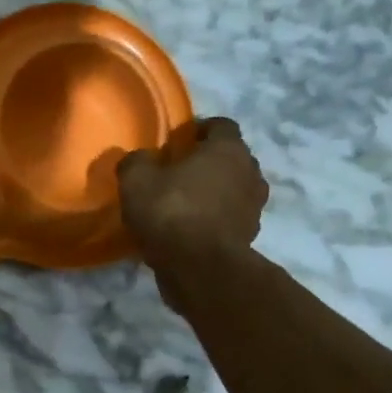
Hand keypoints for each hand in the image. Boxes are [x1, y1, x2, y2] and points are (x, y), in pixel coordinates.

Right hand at [117, 117, 268, 264]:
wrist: (200, 268)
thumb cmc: (171, 212)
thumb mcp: (136, 181)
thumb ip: (136, 162)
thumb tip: (139, 159)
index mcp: (228, 149)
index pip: (221, 125)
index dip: (200, 130)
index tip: (179, 142)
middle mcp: (250, 172)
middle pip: (231, 158)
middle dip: (209, 162)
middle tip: (180, 173)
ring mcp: (255, 207)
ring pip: (234, 190)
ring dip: (215, 193)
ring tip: (187, 204)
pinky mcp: (250, 237)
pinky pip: (231, 219)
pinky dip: (216, 220)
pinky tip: (192, 230)